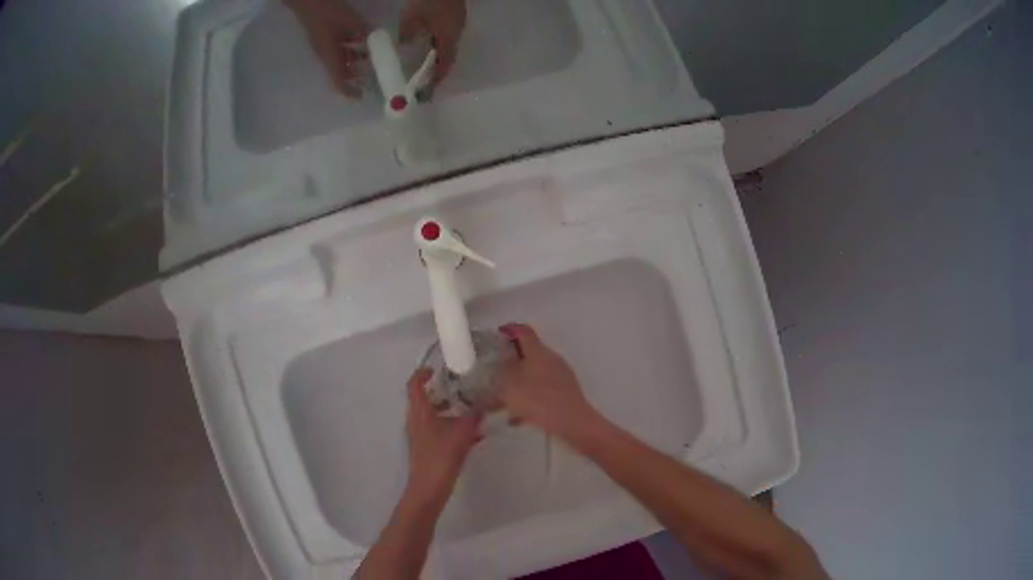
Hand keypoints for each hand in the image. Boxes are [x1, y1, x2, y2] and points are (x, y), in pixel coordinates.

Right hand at [285, 0, 370, 97]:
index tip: (360, 96)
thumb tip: (378, 40)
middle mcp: (326, 54)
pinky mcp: (326, 37)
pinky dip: (351, 49)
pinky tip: (363, 41)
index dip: (348, 91)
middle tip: (371, 75)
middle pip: (341, 71)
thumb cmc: (327, 13)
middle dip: (355, 75)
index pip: (338, 80)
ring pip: (341, 59)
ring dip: (355, 60)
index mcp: (329, 56)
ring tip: (372, 57)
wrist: (309, 2)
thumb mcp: (351, 21)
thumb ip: (364, 31)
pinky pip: (340, 48)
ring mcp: (325, 46)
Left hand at [400, 0, 466, 84]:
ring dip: (438, 53)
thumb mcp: (412, 18)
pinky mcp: (456, 14)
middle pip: (449, 55)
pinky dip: (438, 41)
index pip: (445, 64)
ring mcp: (458, 22)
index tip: (427, 90)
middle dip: (437, 67)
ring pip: (448, 43)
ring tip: (424, 61)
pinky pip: (447, 33)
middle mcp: (457, 33)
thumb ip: (408, 34)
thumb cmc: (429, 1)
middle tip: (424, 77)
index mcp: (449, 37)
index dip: (437, 78)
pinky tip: (428, 39)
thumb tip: (404, 44)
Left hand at [404, 368, 480, 504]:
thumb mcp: (461, 434)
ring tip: (472, 411)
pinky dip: (453, 427)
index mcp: (420, 413)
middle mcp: (417, 421)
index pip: (414, 385)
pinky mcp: (427, 448)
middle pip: (425, 400)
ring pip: (434, 416)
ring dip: (450, 411)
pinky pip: (439, 430)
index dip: (422, 373)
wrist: (429, 489)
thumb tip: (487, 401)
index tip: (437, 369)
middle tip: (462, 389)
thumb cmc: (440, 458)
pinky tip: (474, 435)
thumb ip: (473, 416)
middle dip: (443, 393)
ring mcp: (421, 436)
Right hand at [496, 324, 601, 441]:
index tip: (497, 335)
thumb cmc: (539, 400)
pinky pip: (541, 391)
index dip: (509, 330)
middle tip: (495, 370)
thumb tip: (501, 365)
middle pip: (529, 353)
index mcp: (538, 352)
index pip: (524, 331)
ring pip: (534, 374)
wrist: (573, 423)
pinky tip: (517, 418)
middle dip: (511, 361)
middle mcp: (551, 359)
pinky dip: (528, 399)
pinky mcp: (565, 393)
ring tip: (502, 399)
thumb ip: (501, 373)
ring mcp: (560, 376)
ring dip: (518, 383)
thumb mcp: (510, 386)